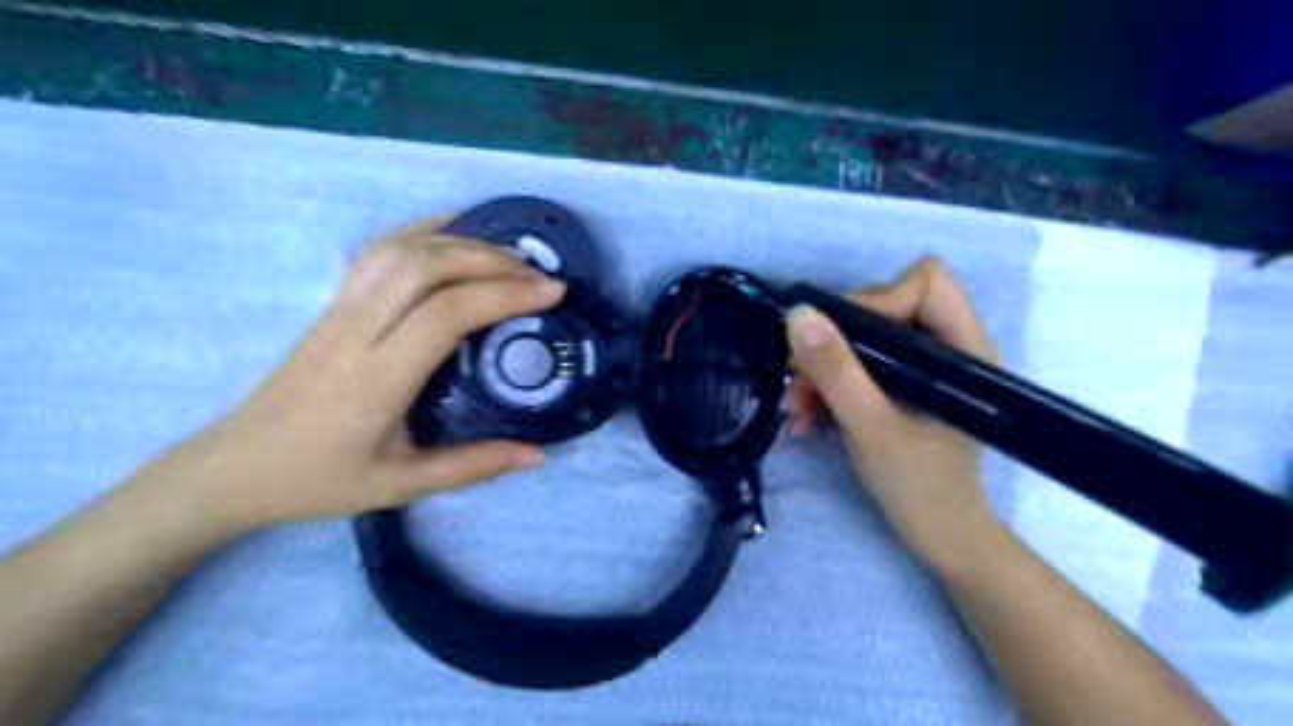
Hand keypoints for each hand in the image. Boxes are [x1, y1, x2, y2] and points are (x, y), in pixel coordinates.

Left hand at [127, 217, 566, 537]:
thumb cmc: (320, 480)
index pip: (446, 314)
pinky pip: (378, 251)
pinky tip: (455, 235)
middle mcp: (357, 332)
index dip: (504, 294)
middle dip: (492, 260)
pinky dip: (424, 232)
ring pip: (401, 250)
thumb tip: (538, 454)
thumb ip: (474, 467)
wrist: (233, 468)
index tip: (552, 293)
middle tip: (539, 273)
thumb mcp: (403, 486)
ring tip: (509, 255)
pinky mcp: (333, 303)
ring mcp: (339, 310)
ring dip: (462, 242)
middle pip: (425, 267)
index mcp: (377, 380)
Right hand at [787, 259, 998, 568]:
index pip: (924, 283)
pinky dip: (827, 385)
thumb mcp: (871, 428)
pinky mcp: (900, 386)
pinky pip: (857, 364)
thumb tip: (797, 316)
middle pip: (883, 306)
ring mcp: (921, 367)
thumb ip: (837, 372)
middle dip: (833, 341)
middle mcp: (946, 346)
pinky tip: (806, 418)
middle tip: (799, 381)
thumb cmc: (922, 489)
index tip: (837, 342)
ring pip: (862, 337)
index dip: (877, 301)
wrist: (940, 539)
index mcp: (963, 348)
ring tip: (796, 409)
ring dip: (821, 368)